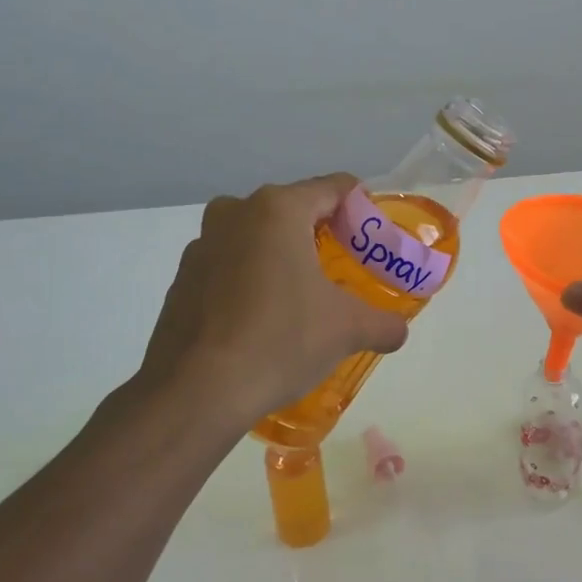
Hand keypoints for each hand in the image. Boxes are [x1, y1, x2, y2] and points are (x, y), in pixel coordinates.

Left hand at [131, 173, 408, 426]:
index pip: (334, 188)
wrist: (196, 392)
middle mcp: (234, 214)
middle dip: (322, 236)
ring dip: (282, 258)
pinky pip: (229, 268)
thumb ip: (383, 323)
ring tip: (304, 299)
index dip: (363, 209)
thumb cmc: (280, 340)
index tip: (376, 239)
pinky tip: (263, 322)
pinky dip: (251, 282)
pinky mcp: (182, 280)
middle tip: (345, 271)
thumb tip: (398, 330)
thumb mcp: (348, 330)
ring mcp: (201, 246)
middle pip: (293, 211)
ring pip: (257, 239)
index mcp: (277, 210)